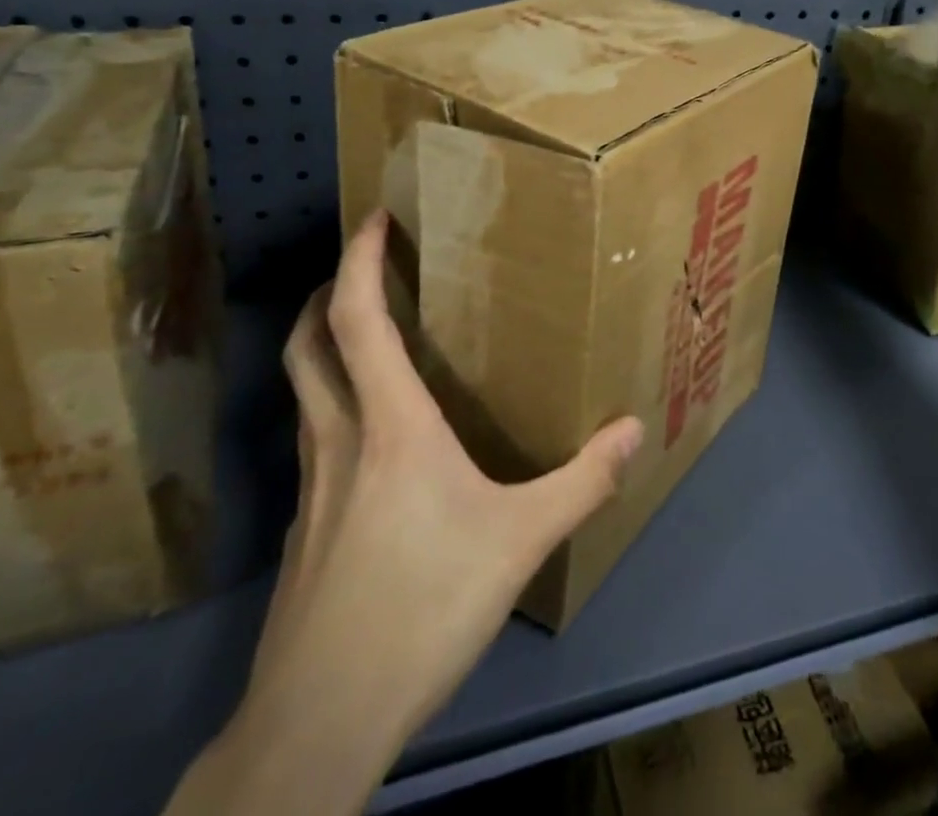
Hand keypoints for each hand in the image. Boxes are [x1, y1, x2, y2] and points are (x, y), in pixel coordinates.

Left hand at [166, 211, 644, 815]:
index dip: (359, 260)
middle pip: (309, 342)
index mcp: (388, 423)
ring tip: (370, 337)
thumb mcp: (519, 541)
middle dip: (329, 292)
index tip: (375, 218)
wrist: (320, 719)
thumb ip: (580, 482)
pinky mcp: (304, 528)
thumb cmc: (422, 607)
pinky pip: (315, 440)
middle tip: (364, 267)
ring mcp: (312, 485)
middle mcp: (339, 438)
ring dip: (326, 346)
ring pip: (305, 390)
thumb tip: (633, 429)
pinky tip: (372, 441)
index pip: (356, 318)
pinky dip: (334, 407)